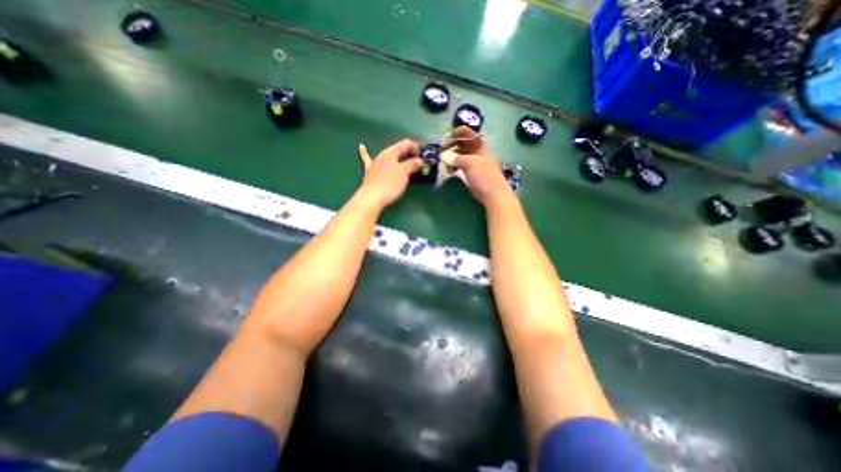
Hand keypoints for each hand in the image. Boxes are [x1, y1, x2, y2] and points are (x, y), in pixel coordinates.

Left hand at [357, 139, 424, 208]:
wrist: (372, 198)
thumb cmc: (390, 184)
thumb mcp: (404, 173)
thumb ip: (412, 164)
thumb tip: (419, 160)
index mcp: (391, 152)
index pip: (405, 144)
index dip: (415, 147)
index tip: (423, 158)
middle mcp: (382, 155)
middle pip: (397, 150)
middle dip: (408, 153)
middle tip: (417, 161)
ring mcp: (374, 164)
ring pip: (387, 156)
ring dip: (396, 156)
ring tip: (403, 157)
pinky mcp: (370, 173)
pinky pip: (367, 160)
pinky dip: (365, 153)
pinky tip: (361, 147)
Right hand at [447, 125, 512, 206]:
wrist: (494, 195)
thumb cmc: (484, 176)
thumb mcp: (470, 164)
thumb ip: (457, 158)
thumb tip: (443, 156)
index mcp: (480, 147)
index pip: (468, 135)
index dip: (458, 135)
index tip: (447, 139)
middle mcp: (478, 153)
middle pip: (463, 145)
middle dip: (452, 147)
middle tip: (442, 153)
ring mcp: (475, 164)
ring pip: (461, 157)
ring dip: (452, 159)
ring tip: (445, 164)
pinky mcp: (472, 174)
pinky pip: (461, 167)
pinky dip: (455, 167)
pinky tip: (450, 172)